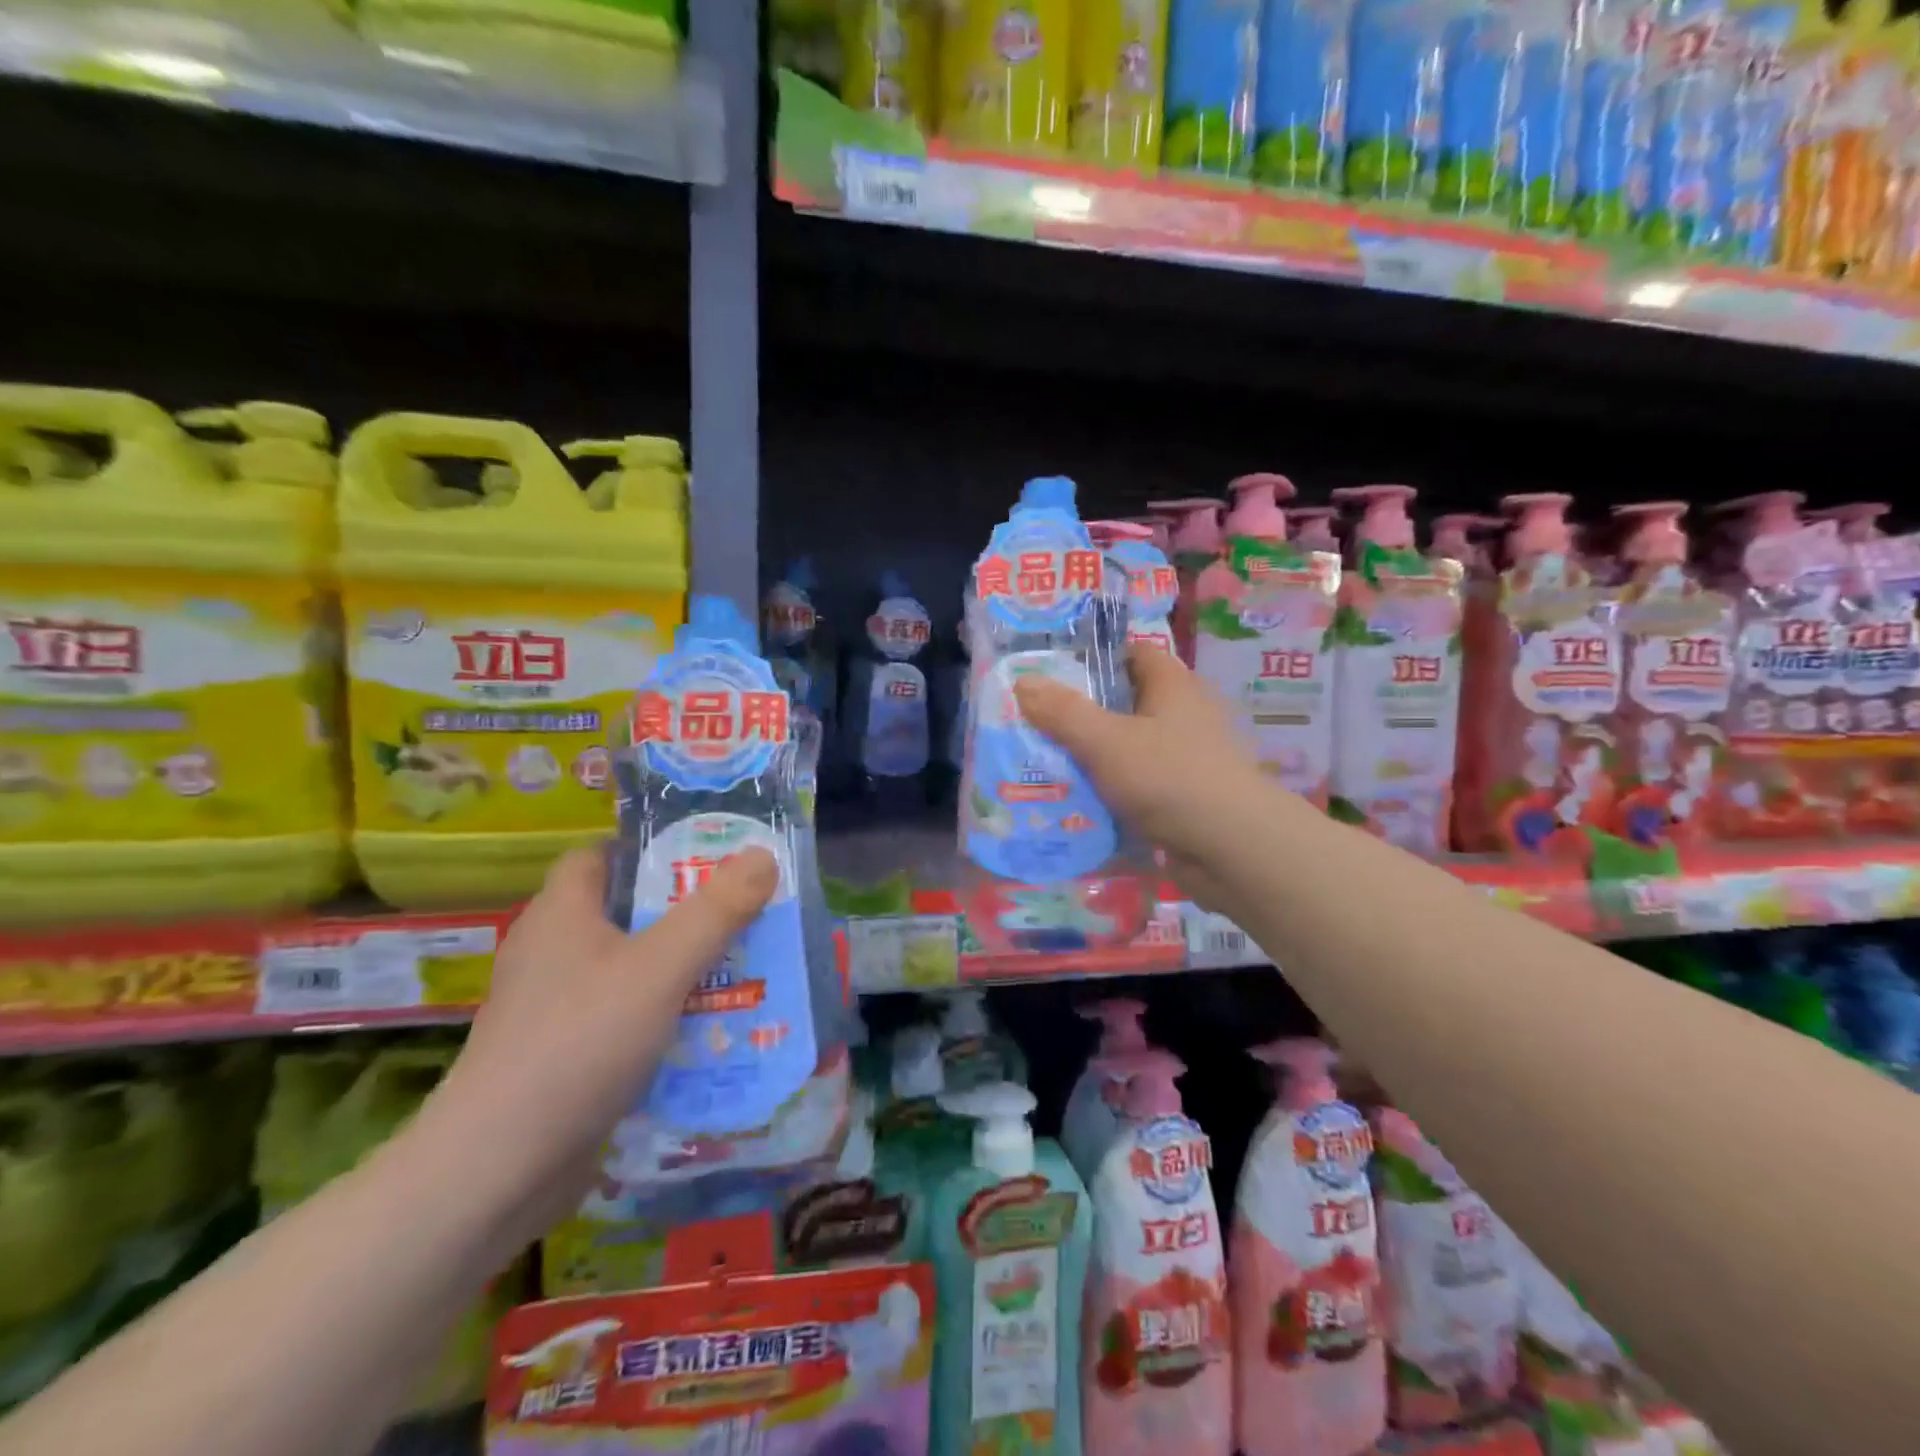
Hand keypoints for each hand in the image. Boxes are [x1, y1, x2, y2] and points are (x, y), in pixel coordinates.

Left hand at [412, 843, 776, 1244]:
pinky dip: (665, 1016)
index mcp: (562, 913)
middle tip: (745, 913)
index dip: (650, 849)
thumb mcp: (660, 969)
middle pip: (626, 912)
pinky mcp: (565, 1055)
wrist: (497, 1171)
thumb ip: (715, 911)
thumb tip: (763, 854)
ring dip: (683, 968)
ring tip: (744, 968)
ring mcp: (555, 1008)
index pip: (601, 856)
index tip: (707, 858)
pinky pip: (625, 1016)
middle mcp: (553, 952)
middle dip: (687, 912)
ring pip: (631, 969)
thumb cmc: (579, 1044)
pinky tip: (709, 1031)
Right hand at [1012, 644, 1283, 911]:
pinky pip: (1139, 786)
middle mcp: (1184, 716)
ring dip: (1095, 758)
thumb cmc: (1170, 778)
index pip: (1135, 654)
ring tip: (1046, 765)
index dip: (1097, 658)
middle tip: (1037, 724)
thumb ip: (1063, 712)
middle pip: (1127, 703)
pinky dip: (1112, 792)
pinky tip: (1079, 804)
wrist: (1233, 849)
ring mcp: (1187, 759)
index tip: (1054, 675)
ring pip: (1130, 748)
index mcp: (1173, 687)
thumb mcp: (1106, 741)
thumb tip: (1022, 682)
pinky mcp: (1185, 798)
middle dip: (1084, 714)